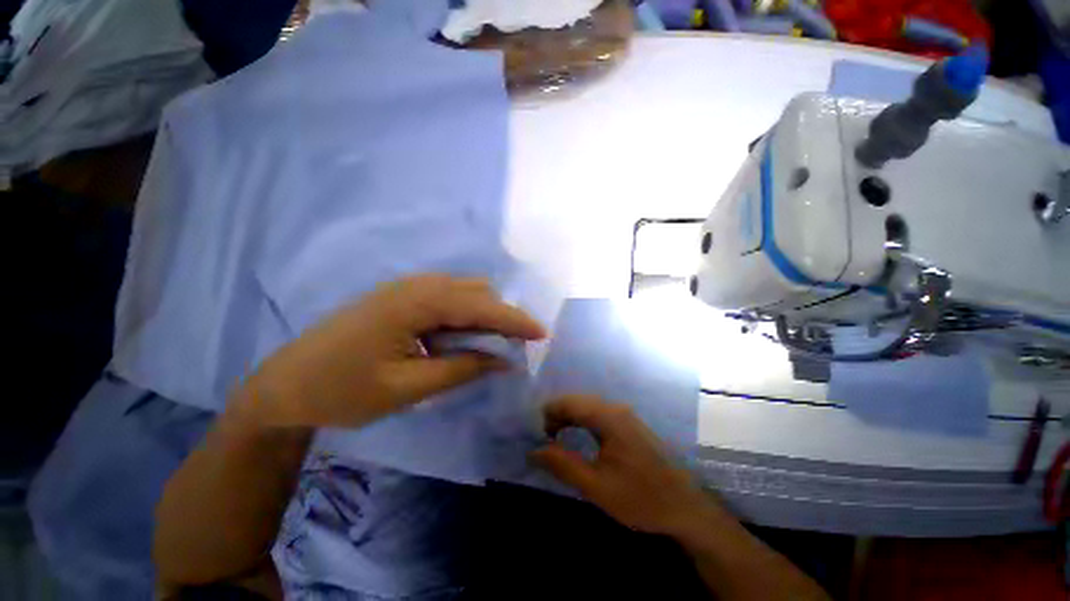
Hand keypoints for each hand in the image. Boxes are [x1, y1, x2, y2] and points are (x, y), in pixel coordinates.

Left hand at [242, 274, 545, 427]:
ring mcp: (406, 288)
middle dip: (502, 316)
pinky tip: (461, 337)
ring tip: (491, 344)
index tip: (542, 333)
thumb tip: (503, 360)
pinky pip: (447, 297)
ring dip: (484, 314)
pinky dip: (465, 314)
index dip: (515, 320)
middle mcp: (416, 285)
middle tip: (516, 346)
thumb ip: (462, 369)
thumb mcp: (408, 387)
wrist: (284, 386)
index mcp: (417, 303)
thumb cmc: (342, 391)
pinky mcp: (401, 297)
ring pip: (464, 291)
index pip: (481, 306)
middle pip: (477, 292)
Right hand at [532, 395, 721, 538]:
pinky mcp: (630, 424)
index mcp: (609, 418)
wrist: (686, 508)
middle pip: (578, 401)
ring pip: (588, 406)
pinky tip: (578, 436)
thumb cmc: (640, 498)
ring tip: (556, 437)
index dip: (549, 413)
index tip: (536, 434)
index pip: (570, 403)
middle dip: (557, 414)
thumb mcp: (596, 486)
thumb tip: (534, 451)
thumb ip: (563, 465)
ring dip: (569, 417)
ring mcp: (625, 415)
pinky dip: (583, 421)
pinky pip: (599, 414)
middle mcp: (617, 409)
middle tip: (543, 437)